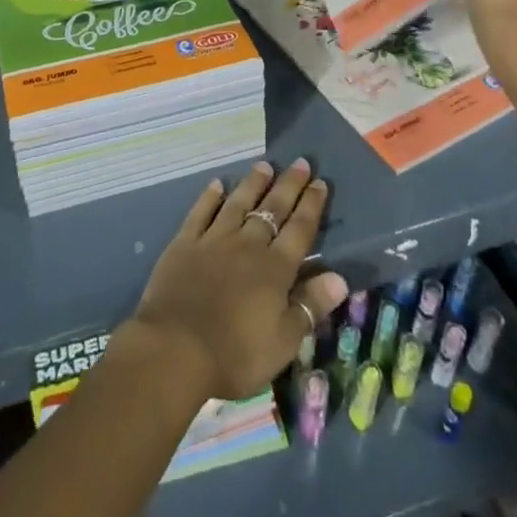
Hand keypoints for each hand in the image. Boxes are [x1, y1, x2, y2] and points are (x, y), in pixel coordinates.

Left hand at [125, 159, 347, 400]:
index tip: (320, 183)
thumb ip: (310, 305)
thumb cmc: (236, 354)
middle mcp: (247, 245)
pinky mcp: (185, 243)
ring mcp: (214, 239)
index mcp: (275, 269)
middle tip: (300, 162)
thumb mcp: (284, 341)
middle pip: (272, 209)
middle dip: (289, 185)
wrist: (176, 348)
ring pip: (238, 203)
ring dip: (253, 183)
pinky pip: (201, 212)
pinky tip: (217, 184)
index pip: (299, 230)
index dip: (311, 205)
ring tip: (264, 165)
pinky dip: (209, 197)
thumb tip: (340, 277)